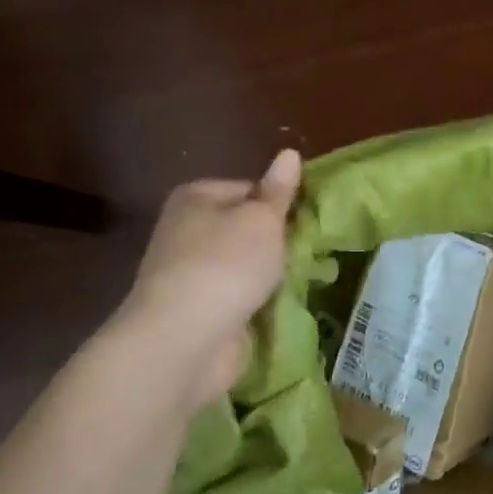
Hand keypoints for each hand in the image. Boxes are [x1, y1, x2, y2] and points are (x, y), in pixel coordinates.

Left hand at [113, 148, 302, 411]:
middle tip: (308, 252)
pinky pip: (239, 297)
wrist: (185, 340)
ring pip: (245, 266)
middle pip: (246, 228)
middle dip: (277, 242)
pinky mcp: (199, 311)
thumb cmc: (226, 265)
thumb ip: (279, 191)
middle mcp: (186, 231)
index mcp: (196, 198)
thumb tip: (290, 153)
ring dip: (270, 275)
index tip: (305, 223)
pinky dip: (257, 303)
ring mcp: (190, 273)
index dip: (280, 204)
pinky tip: (280, 308)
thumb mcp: (262, 220)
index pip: (250, 189)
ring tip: (301, 281)